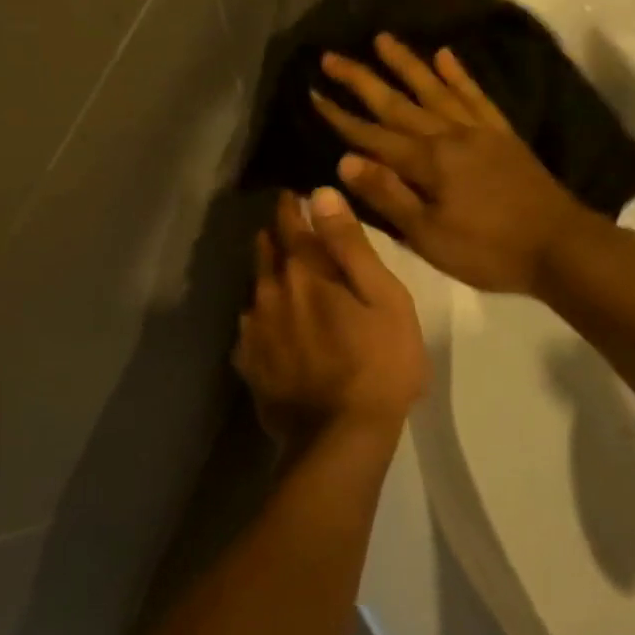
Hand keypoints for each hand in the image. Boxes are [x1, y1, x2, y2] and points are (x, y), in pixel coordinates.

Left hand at [235, 189, 427, 448]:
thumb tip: (322, 194)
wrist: (341, 439)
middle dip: (277, 235)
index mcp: (305, 272)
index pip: (289, 222)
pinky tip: (275, 326)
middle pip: (266, 251)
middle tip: (292, 229)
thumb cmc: (379, 363)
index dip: (291, 205)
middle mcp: (269, 292)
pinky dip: (262, 316)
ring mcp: (254, 330)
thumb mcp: (384, 298)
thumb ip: (350, 245)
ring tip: (286, 276)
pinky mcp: (249, 364)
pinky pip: (250, 327)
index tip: (295, 194)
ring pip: (256, 288)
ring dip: (268, 275)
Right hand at [310, 34, 598, 294]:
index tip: (313, 92)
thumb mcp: (429, 236)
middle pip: (397, 102)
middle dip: (361, 79)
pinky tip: (445, 55)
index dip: (340, 117)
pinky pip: (476, 95)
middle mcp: (449, 135)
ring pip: (435, 88)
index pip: (372, 135)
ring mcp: (479, 130)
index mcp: (427, 162)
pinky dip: (459, 74)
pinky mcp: (502, 134)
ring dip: (407, 63)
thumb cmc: (488, 250)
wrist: (560, 246)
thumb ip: (388, 195)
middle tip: (331, 56)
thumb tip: (345, 160)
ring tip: (382, 38)